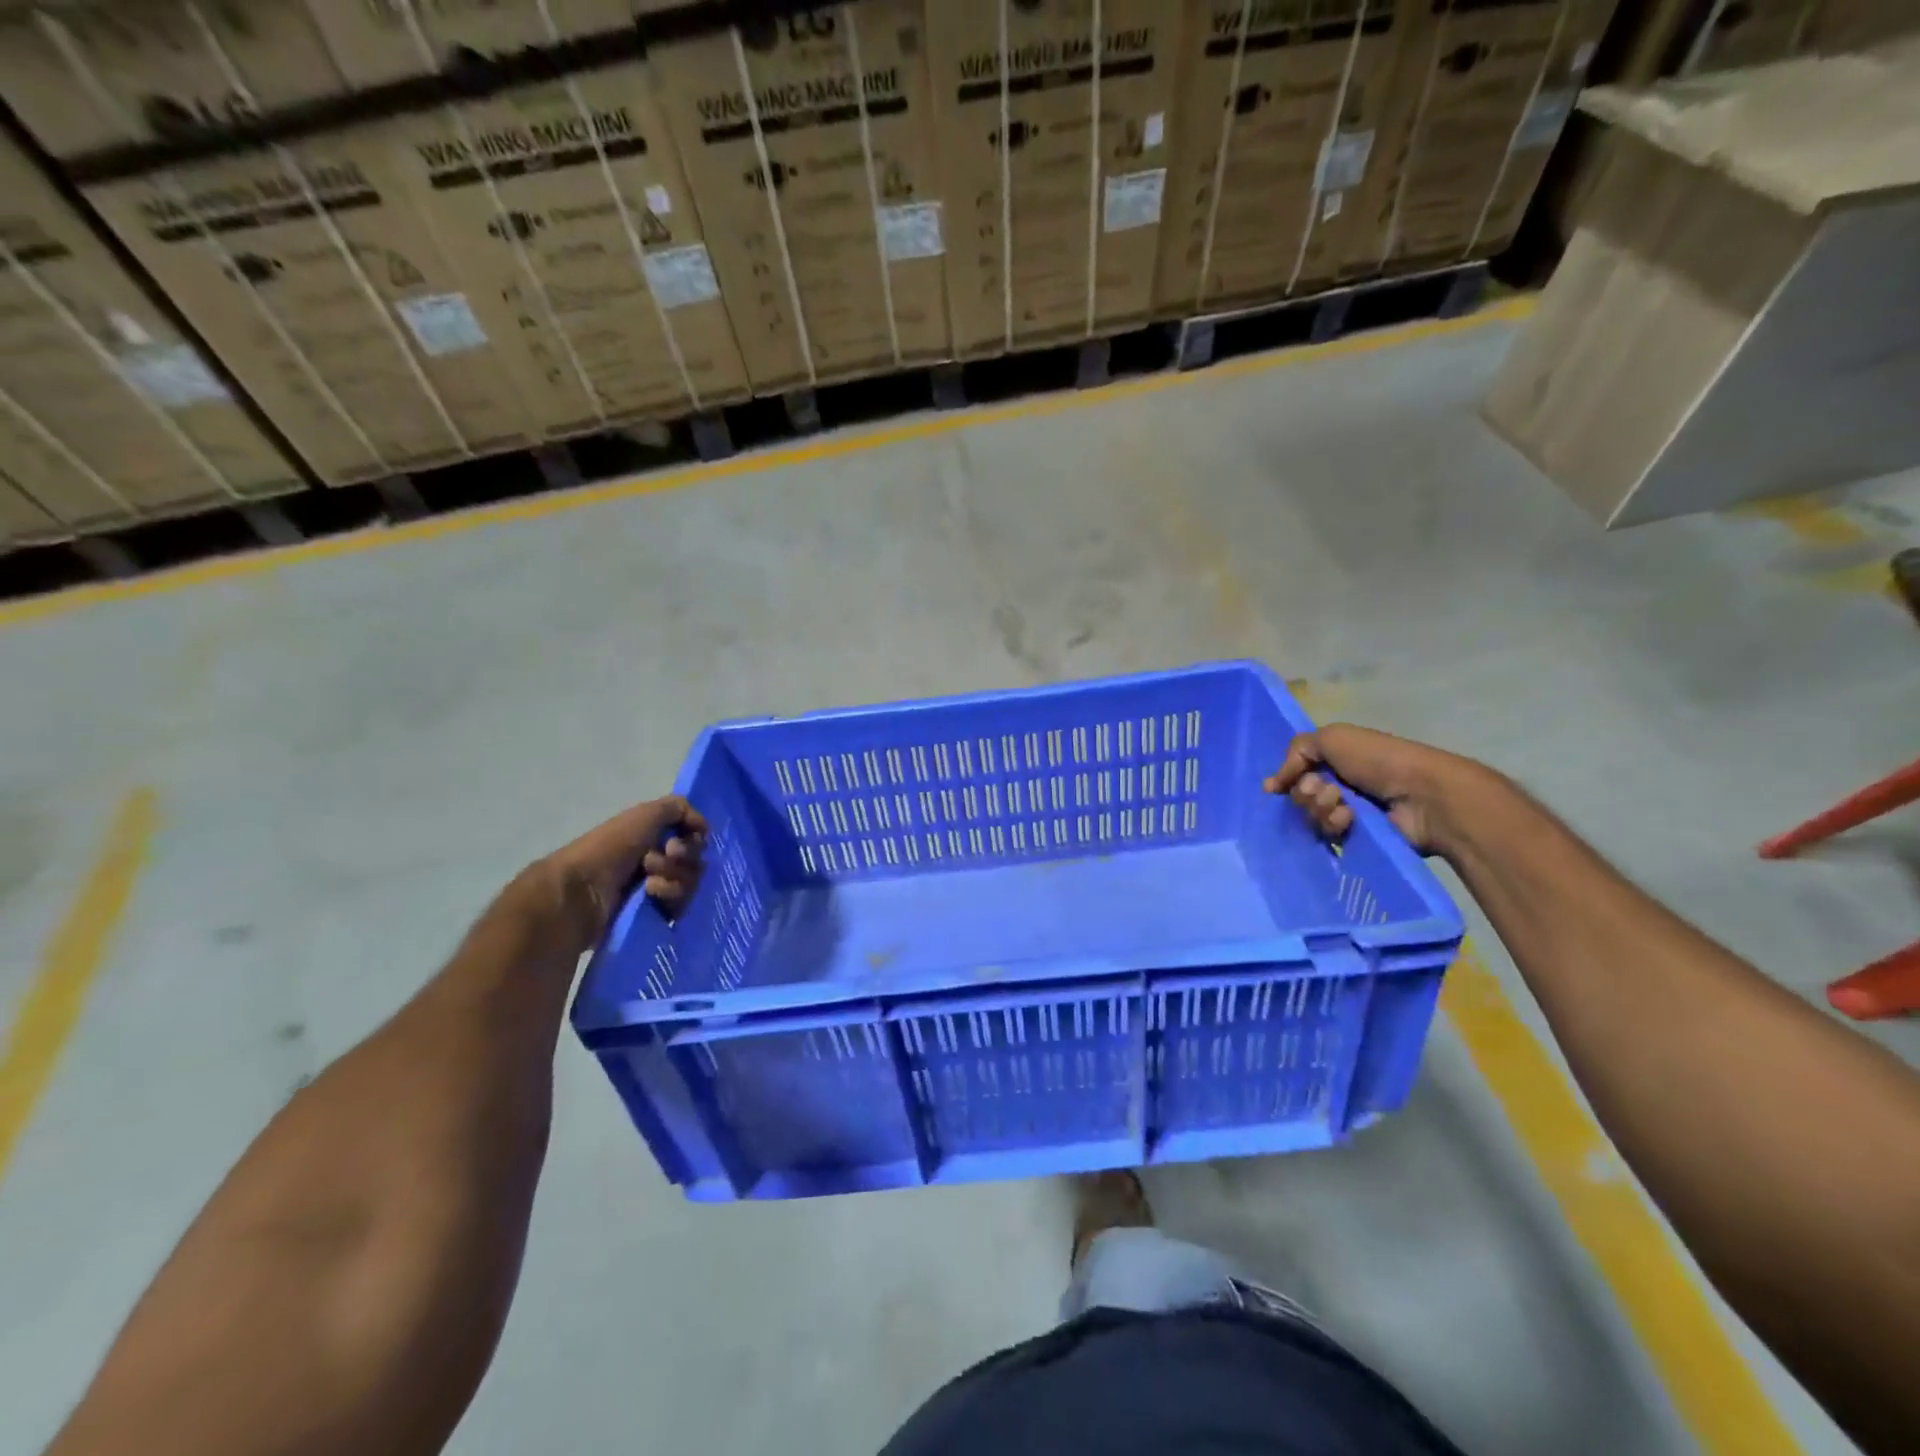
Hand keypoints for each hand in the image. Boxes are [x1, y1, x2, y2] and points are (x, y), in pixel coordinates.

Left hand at [543, 795, 707, 943]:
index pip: (694, 838)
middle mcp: (658, 860)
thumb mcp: (644, 814)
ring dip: (673, 879)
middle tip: (651, 862)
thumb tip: (704, 827)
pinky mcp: (656, 913)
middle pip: (695, 861)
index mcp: (654, 837)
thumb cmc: (610, 849)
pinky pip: (682, 905)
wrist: (581, 893)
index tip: (675, 843)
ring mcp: (657, 888)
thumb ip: (678, 808)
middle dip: (679, 860)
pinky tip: (650, 896)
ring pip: (691, 883)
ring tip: (648, 883)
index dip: (692, 840)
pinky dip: (669, 897)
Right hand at [1263, 723, 1472, 854]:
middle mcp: (1339, 784)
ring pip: (1311, 816)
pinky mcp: (1356, 836)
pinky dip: (1335, 824)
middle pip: (1299, 796)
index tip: (1277, 787)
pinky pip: (1328, 835)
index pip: (1295, 772)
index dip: (1285, 778)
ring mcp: (1348, 812)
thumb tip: (1272, 785)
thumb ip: (1296, 751)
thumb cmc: (1378, 760)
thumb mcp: (1331, 738)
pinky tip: (1351, 820)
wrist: (1421, 795)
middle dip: (1306, 793)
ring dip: (1321, 809)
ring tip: (1343, 805)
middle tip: (1327, 790)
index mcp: (1334, 759)